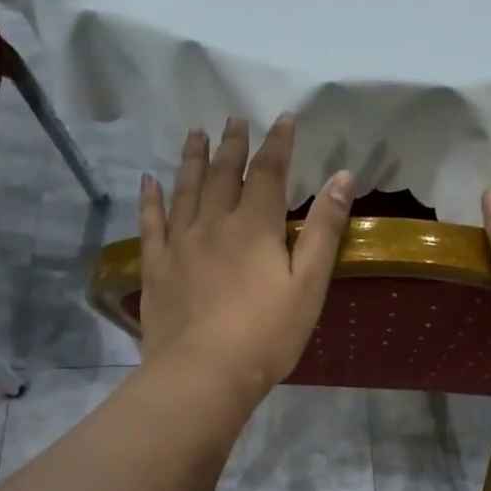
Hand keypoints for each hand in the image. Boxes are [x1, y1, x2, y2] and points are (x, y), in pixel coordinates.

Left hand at [138, 116, 353, 401]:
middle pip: (222, 174)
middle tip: (233, 119)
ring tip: (194, 133)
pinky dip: (150, 199)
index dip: (276, 144)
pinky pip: (150, 223)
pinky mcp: (155, 268)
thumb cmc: (267, 333)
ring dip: (191, 159)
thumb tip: (343, 176)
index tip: (281, 120)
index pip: (267, 172)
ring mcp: (179, 244)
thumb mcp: (309, 284)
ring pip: (185, 189)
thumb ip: (324, 230)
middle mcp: (213, 224)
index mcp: (254, 226)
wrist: (205, 372)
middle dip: (231, 145)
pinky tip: (148, 180)